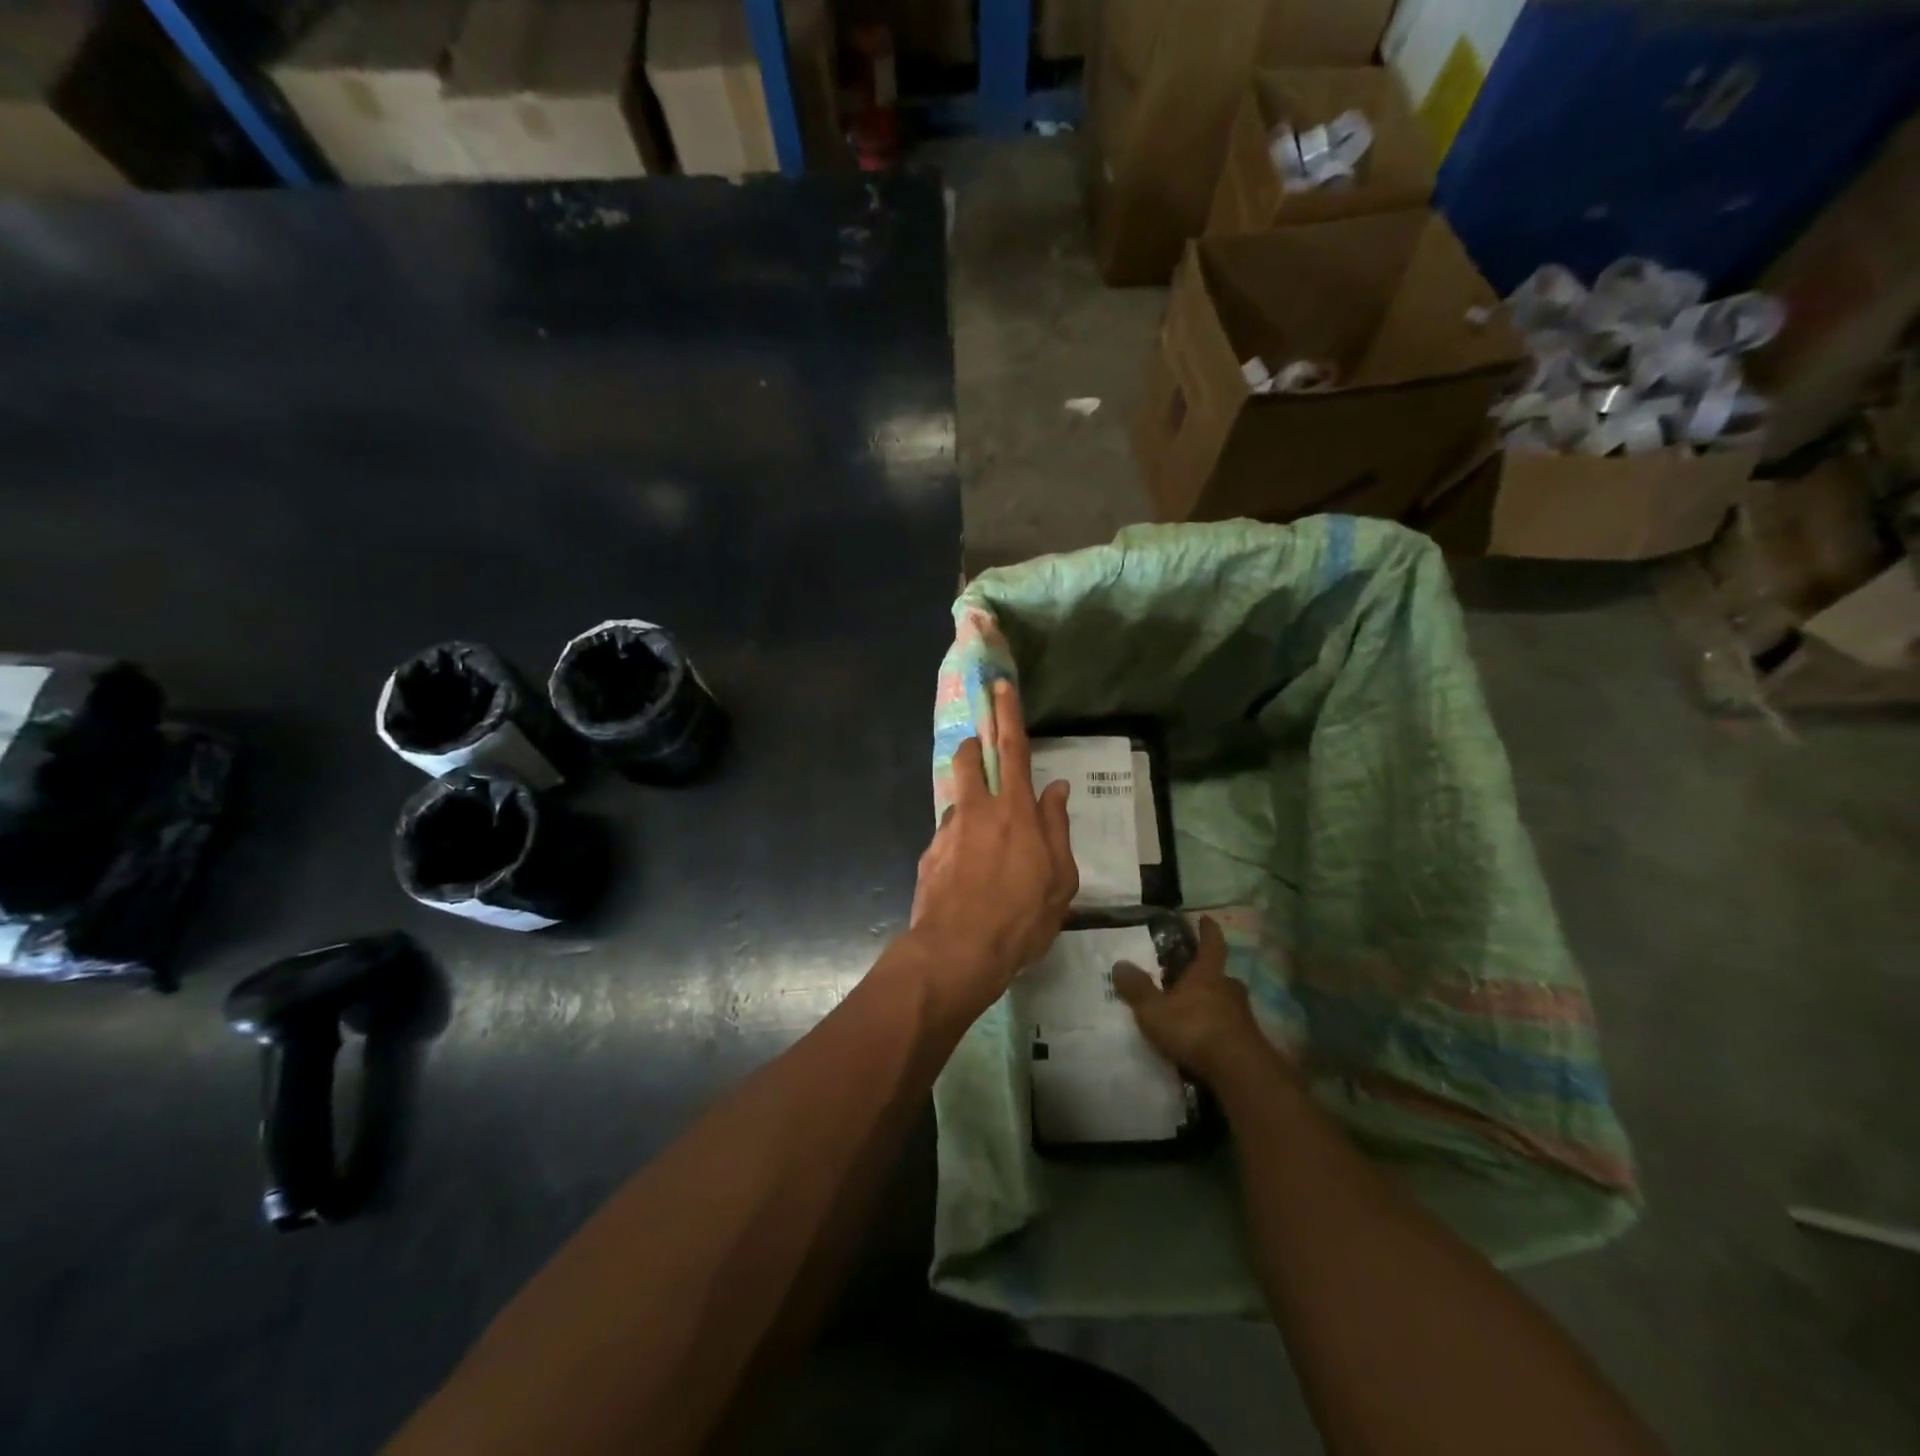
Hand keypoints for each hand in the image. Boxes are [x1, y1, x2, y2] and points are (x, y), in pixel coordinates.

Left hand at [909, 679, 1076, 1015]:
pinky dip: (960, 843)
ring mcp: (947, 830)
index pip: (1012, 749)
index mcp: (1016, 811)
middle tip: (980, 750)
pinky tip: (968, 877)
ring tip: (984, 841)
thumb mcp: (1060, 880)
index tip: (1001, 686)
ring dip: (969, 802)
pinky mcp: (929, 853)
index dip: (1008, 714)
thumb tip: (1056, 789)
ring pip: (957, 799)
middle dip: (972, 743)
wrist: (956, 953)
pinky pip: (948, 836)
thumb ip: (1057, 828)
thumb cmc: (1020, 919)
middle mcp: (977, 810)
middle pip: (968, 759)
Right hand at [1112, 916, 1286, 1087]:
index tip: (1206, 919)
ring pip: (1227, 1002)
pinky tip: (1205, 1040)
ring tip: (1195, 1012)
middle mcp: (1229, 988)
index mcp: (1207, 974)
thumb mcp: (1155, 1009)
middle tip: (1192, 978)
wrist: (1238, 1070)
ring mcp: (1243, 1015)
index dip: (1208, 930)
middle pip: (1220, 975)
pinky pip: (1230, 1027)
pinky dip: (1219, 1028)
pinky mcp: (1249, 1041)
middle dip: (1208, 975)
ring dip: (1214, 1003)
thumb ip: (1137, 988)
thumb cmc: (1193, 1029)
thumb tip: (1119, 963)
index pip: (1211, 944)